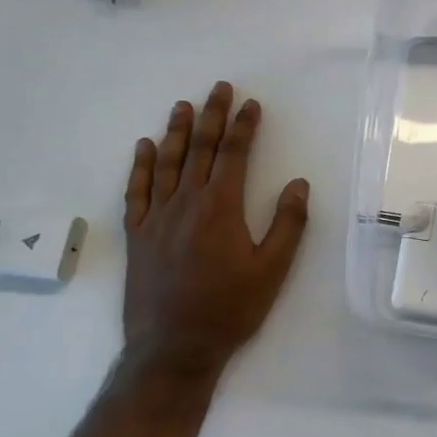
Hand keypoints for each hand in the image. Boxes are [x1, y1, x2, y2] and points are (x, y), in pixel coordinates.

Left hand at [119, 81, 310, 394]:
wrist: (173, 348)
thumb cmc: (230, 309)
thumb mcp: (272, 270)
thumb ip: (288, 224)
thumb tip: (299, 184)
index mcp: (221, 207)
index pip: (234, 154)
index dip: (244, 126)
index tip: (251, 104)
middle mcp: (186, 202)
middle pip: (201, 149)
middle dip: (212, 116)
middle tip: (219, 89)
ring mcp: (157, 217)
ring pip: (167, 163)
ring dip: (177, 131)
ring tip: (183, 106)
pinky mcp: (137, 235)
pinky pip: (137, 191)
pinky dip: (141, 166)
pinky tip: (145, 147)